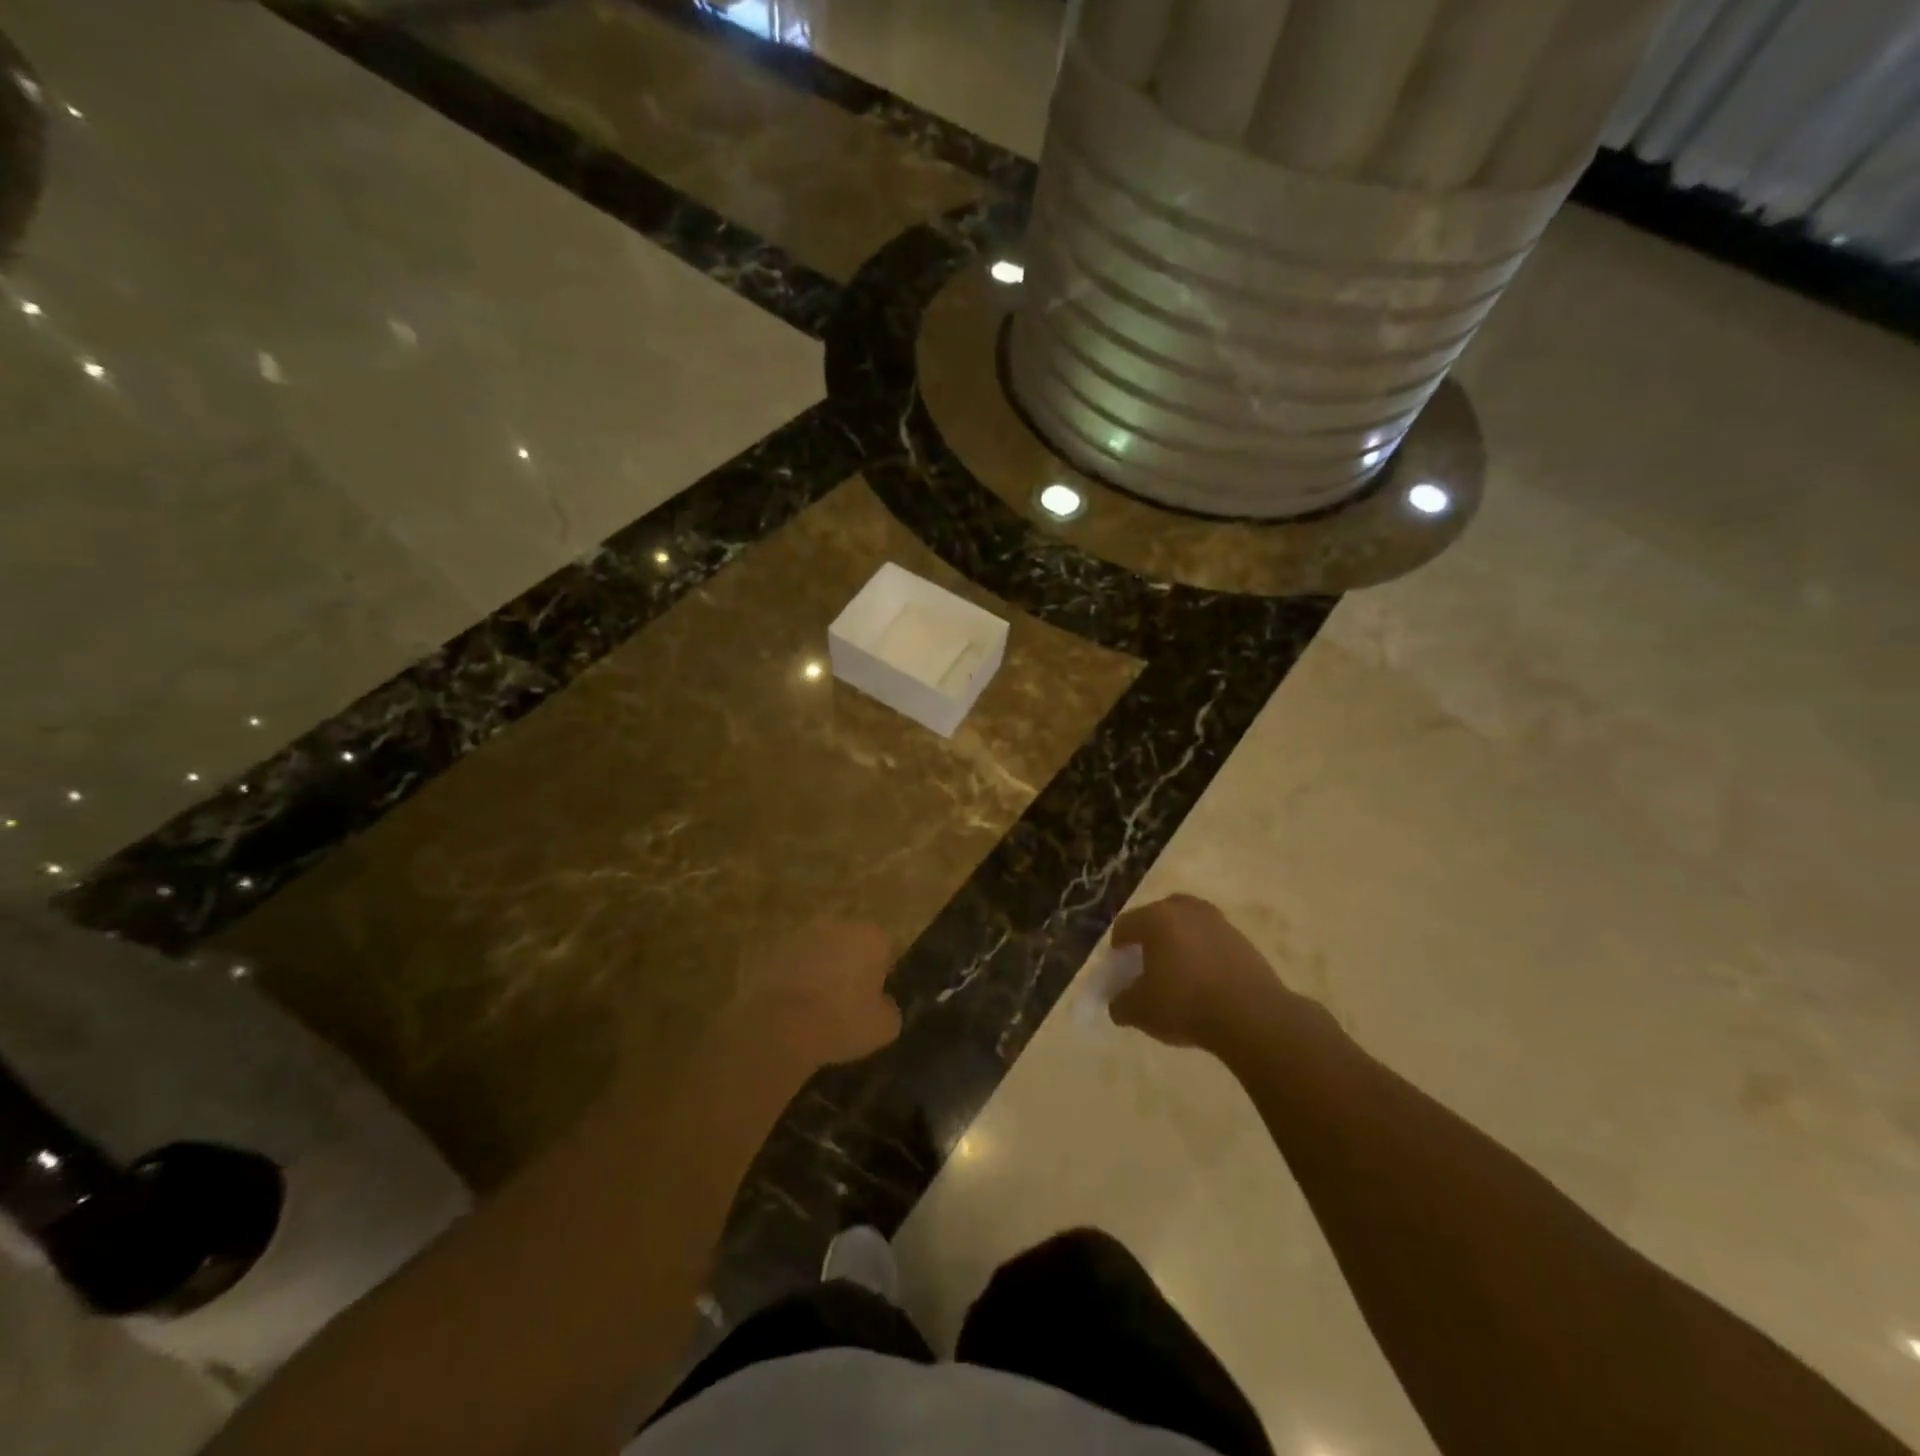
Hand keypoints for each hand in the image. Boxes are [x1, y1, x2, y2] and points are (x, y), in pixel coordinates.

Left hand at [733, 920, 900, 1069]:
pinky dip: (795, 979)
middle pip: (850, 944)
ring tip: (817, 1008)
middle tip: (846, 1002)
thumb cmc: (841, 1021)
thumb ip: (889, 1009)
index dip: (881, 975)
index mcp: (871, 935)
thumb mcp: (883, 1027)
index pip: (884, 949)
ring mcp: (801, 934)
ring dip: (821, 970)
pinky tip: (793, 1009)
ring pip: (820, 951)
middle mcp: (838, 924)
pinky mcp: (772, 950)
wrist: (779, 1026)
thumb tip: (882, 1004)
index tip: (873, 999)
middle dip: (850, 966)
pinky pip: (793, 965)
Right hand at [1109, 894, 1292, 1053]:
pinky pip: (1212, 940)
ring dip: (1181, 940)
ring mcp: (1218, 922)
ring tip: (1179, 969)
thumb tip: (1119, 1004)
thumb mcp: (1140, 1011)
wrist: (1252, 1016)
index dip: (1118, 944)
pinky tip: (1205, 979)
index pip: (1126, 924)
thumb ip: (1121, 1004)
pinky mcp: (1243, 940)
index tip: (1119, 963)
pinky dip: (1204, 953)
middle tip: (1147, 959)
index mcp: (1156, 919)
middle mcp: (1186, 910)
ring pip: (1189, 924)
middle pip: (1159, 914)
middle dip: (1150, 933)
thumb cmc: (1185, 1004)